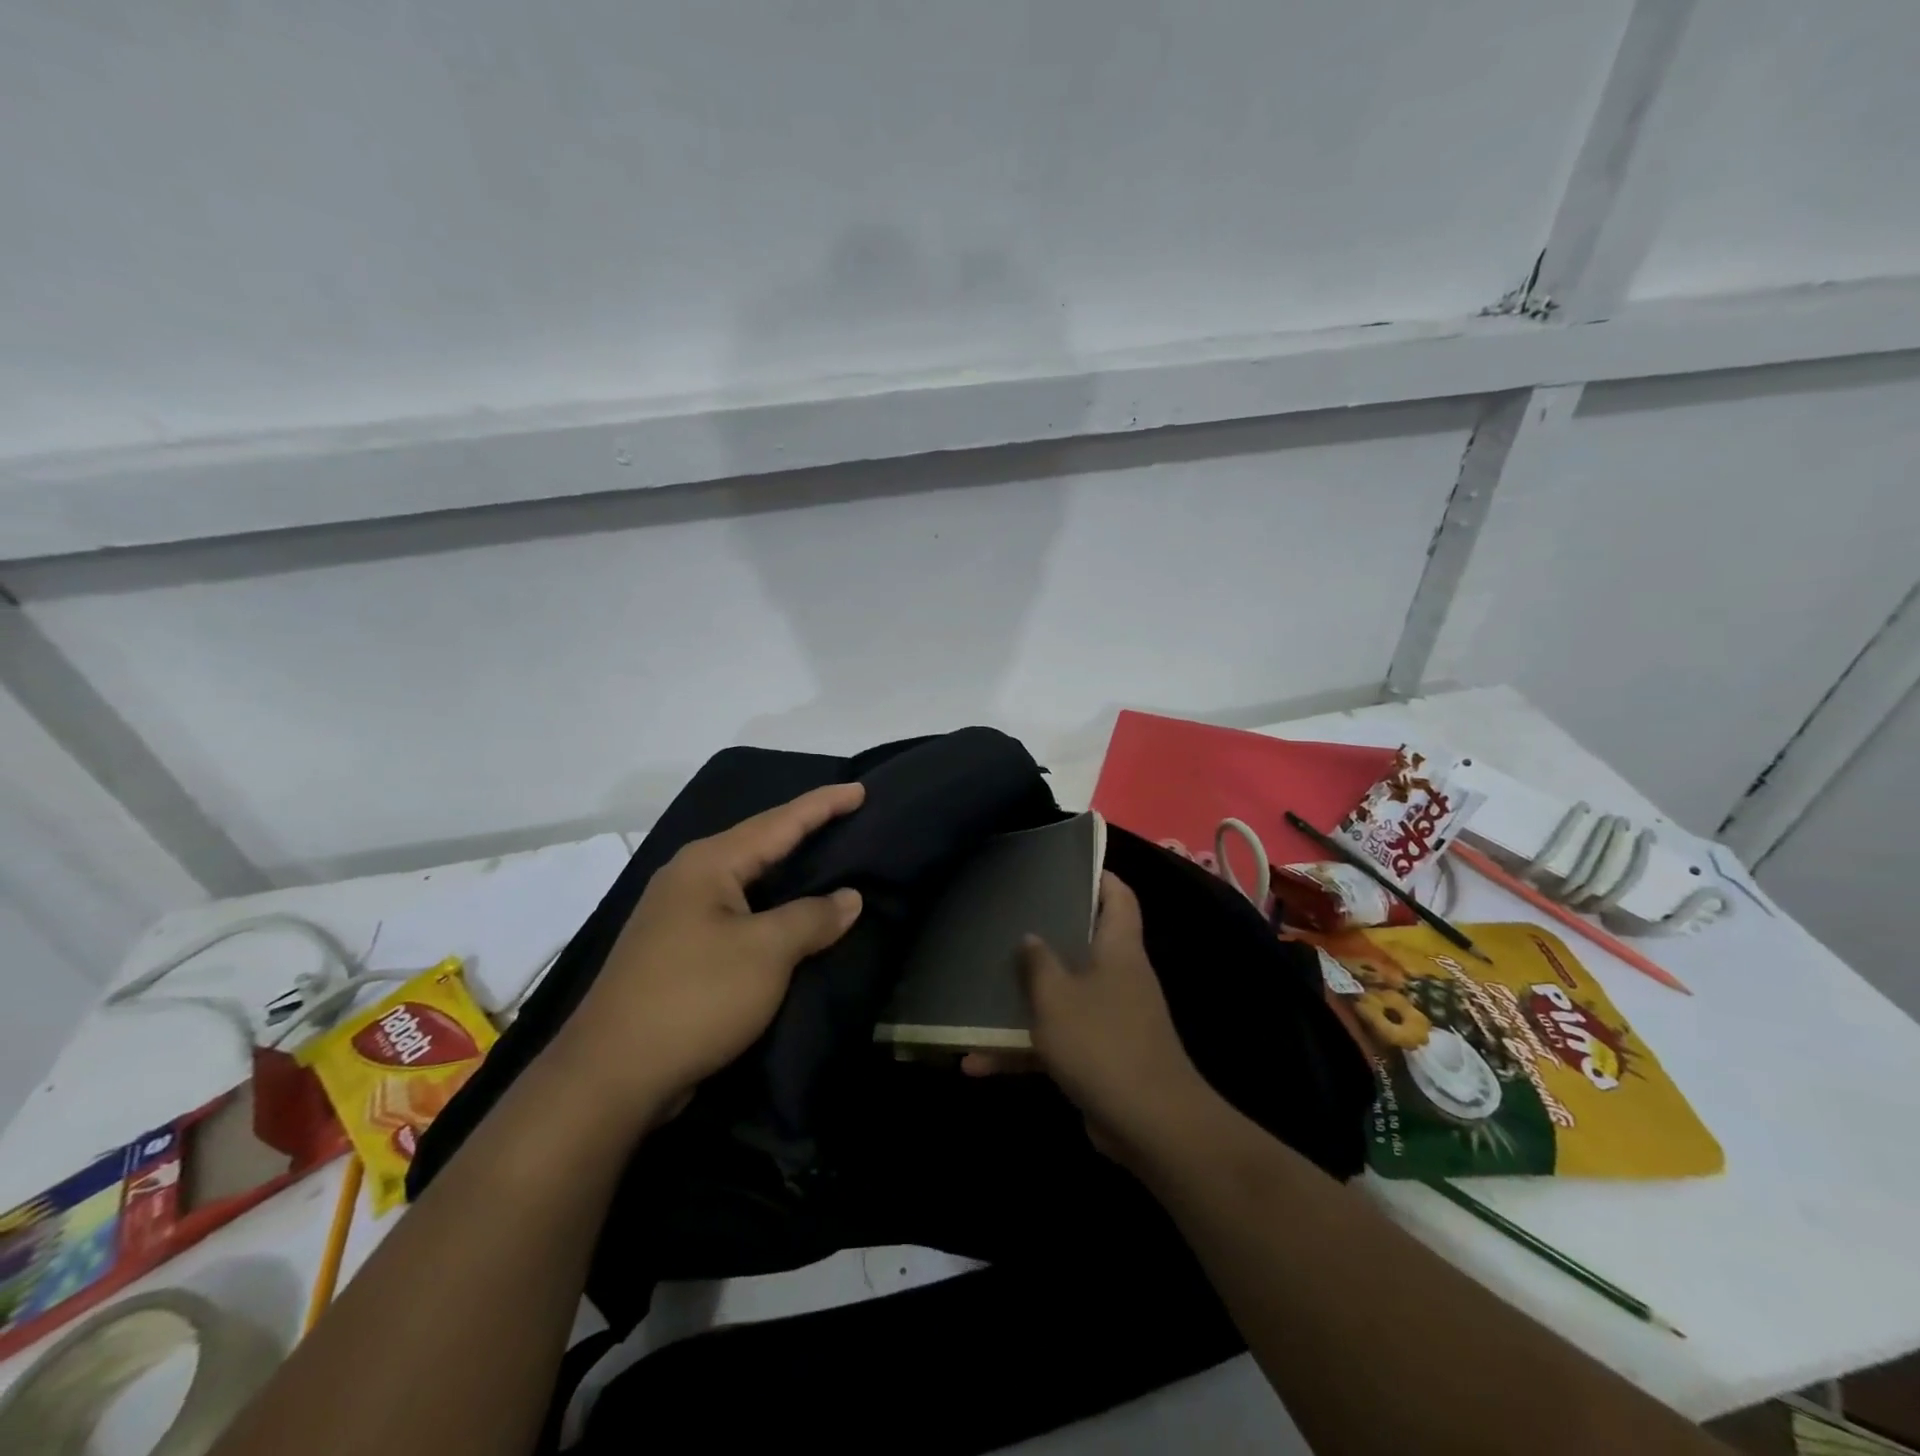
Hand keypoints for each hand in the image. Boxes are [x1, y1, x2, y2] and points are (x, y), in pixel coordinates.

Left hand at [547, 783, 864, 1120]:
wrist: (611, 1074)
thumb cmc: (696, 997)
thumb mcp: (767, 953)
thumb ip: (812, 917)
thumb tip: (849, 897)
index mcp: (709, 863)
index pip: (780, 822)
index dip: (823, 805)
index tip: (861, 789)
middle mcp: (690, 877)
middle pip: (760, 842)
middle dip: (805, 829)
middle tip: (849, 817)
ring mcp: (679, 913)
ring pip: (747, 878)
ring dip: (788, 868)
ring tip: (828, 857)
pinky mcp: (678, 947)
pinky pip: (737, 910)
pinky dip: (770, 904)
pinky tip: (790, 912)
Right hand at [969, 872, 1213, 1164]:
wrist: (1150, 1125)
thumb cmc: (1102, 1043)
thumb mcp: (1057, 998)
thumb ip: (1038, 963)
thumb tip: (1030, 937)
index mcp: (1118, 949)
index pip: (1118, 895)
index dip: (1097, 875)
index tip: (1061, 867)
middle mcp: (1118, 977)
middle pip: (1084, 942)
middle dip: (1045, 935)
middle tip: (1005, 923)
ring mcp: (1110, 1018)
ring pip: (1062, 995)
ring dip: (1023, 1001)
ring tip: (977, 994)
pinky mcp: (1099, 1057)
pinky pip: (1056, 1041)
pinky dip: (1022, 1049)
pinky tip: (977, 1063)